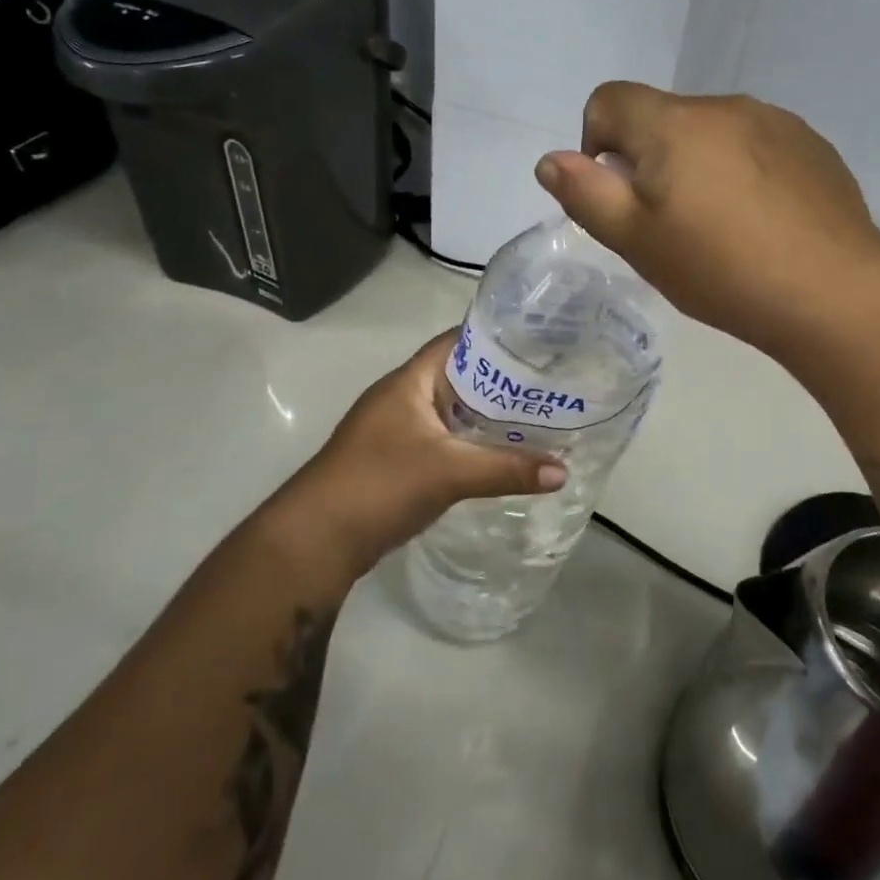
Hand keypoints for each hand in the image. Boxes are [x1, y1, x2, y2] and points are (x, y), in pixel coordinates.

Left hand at [284, 330, 565, 571]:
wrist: (316, 541)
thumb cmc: (380, 483)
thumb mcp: (450, 471)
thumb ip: (507, 469)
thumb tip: (564, 472)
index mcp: (409, 382)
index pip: (457, 342)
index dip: (495, 338)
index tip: (537, 343)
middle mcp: (402, 398)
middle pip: (459, 379)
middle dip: (500, 382)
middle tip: (548, 386)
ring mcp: (396, 431)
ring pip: (452, 413)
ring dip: (486, 417)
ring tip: (536, 418)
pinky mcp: (397, 462)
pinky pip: (444, 441)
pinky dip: (471, 444)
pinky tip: (500, 456)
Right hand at [533, 83, 879, 352]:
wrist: (833, 292)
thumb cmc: (720, 269)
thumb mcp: (636, 240)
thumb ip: (586, 194)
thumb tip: (551, 160)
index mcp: (673, 123)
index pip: (609, 99)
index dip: (596, 142)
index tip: (620, 195)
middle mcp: (723, 106)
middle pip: (662, 118)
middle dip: (651, 161)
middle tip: (671, 225)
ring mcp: (775, 122)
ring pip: (711, 133)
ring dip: (699, 165)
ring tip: (723, 228)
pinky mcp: (812, 145)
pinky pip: (756, 146)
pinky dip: (743, 172)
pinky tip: (763, 222)